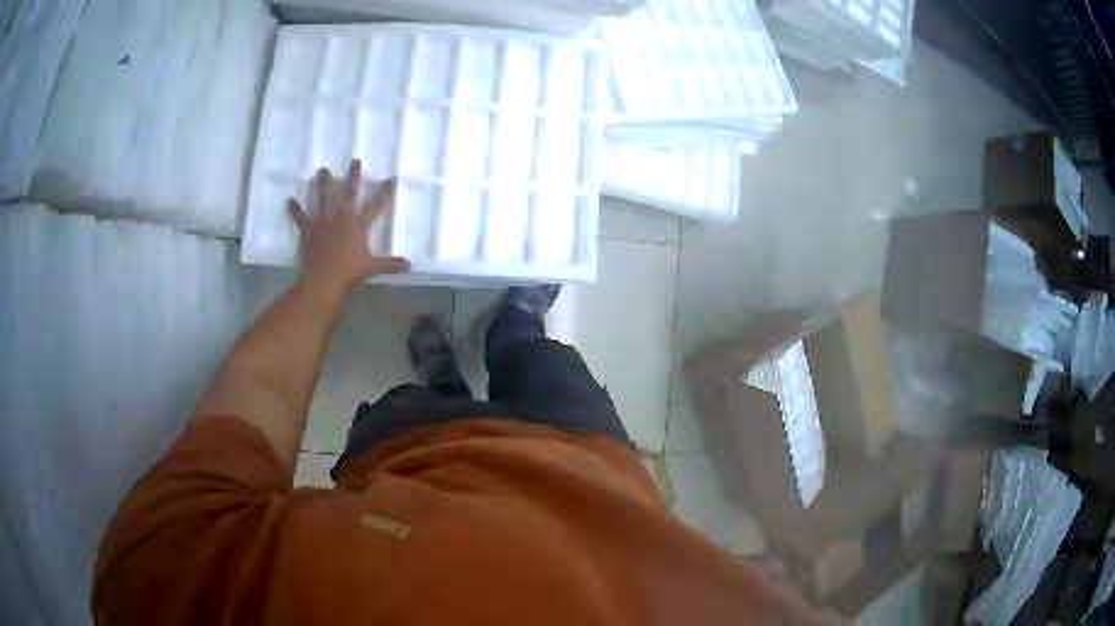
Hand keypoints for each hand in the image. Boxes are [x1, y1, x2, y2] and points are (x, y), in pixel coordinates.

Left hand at [288, 159, 410, 292]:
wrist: (324, 279)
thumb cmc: (350, 273)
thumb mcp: (372, 268)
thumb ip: (390, 264)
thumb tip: (410, 266)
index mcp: (359, 226)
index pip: (376, 206)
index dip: (384, 193)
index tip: (391, 178)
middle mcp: (342, 219)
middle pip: (349, 194)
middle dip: (354, 177)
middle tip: (355, 161)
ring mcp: (324, 222)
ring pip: (325, 198)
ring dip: (324, 184)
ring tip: (323, 170)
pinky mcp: (309, 229)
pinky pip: (301, 217)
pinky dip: (295, 210)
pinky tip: (290, 201)